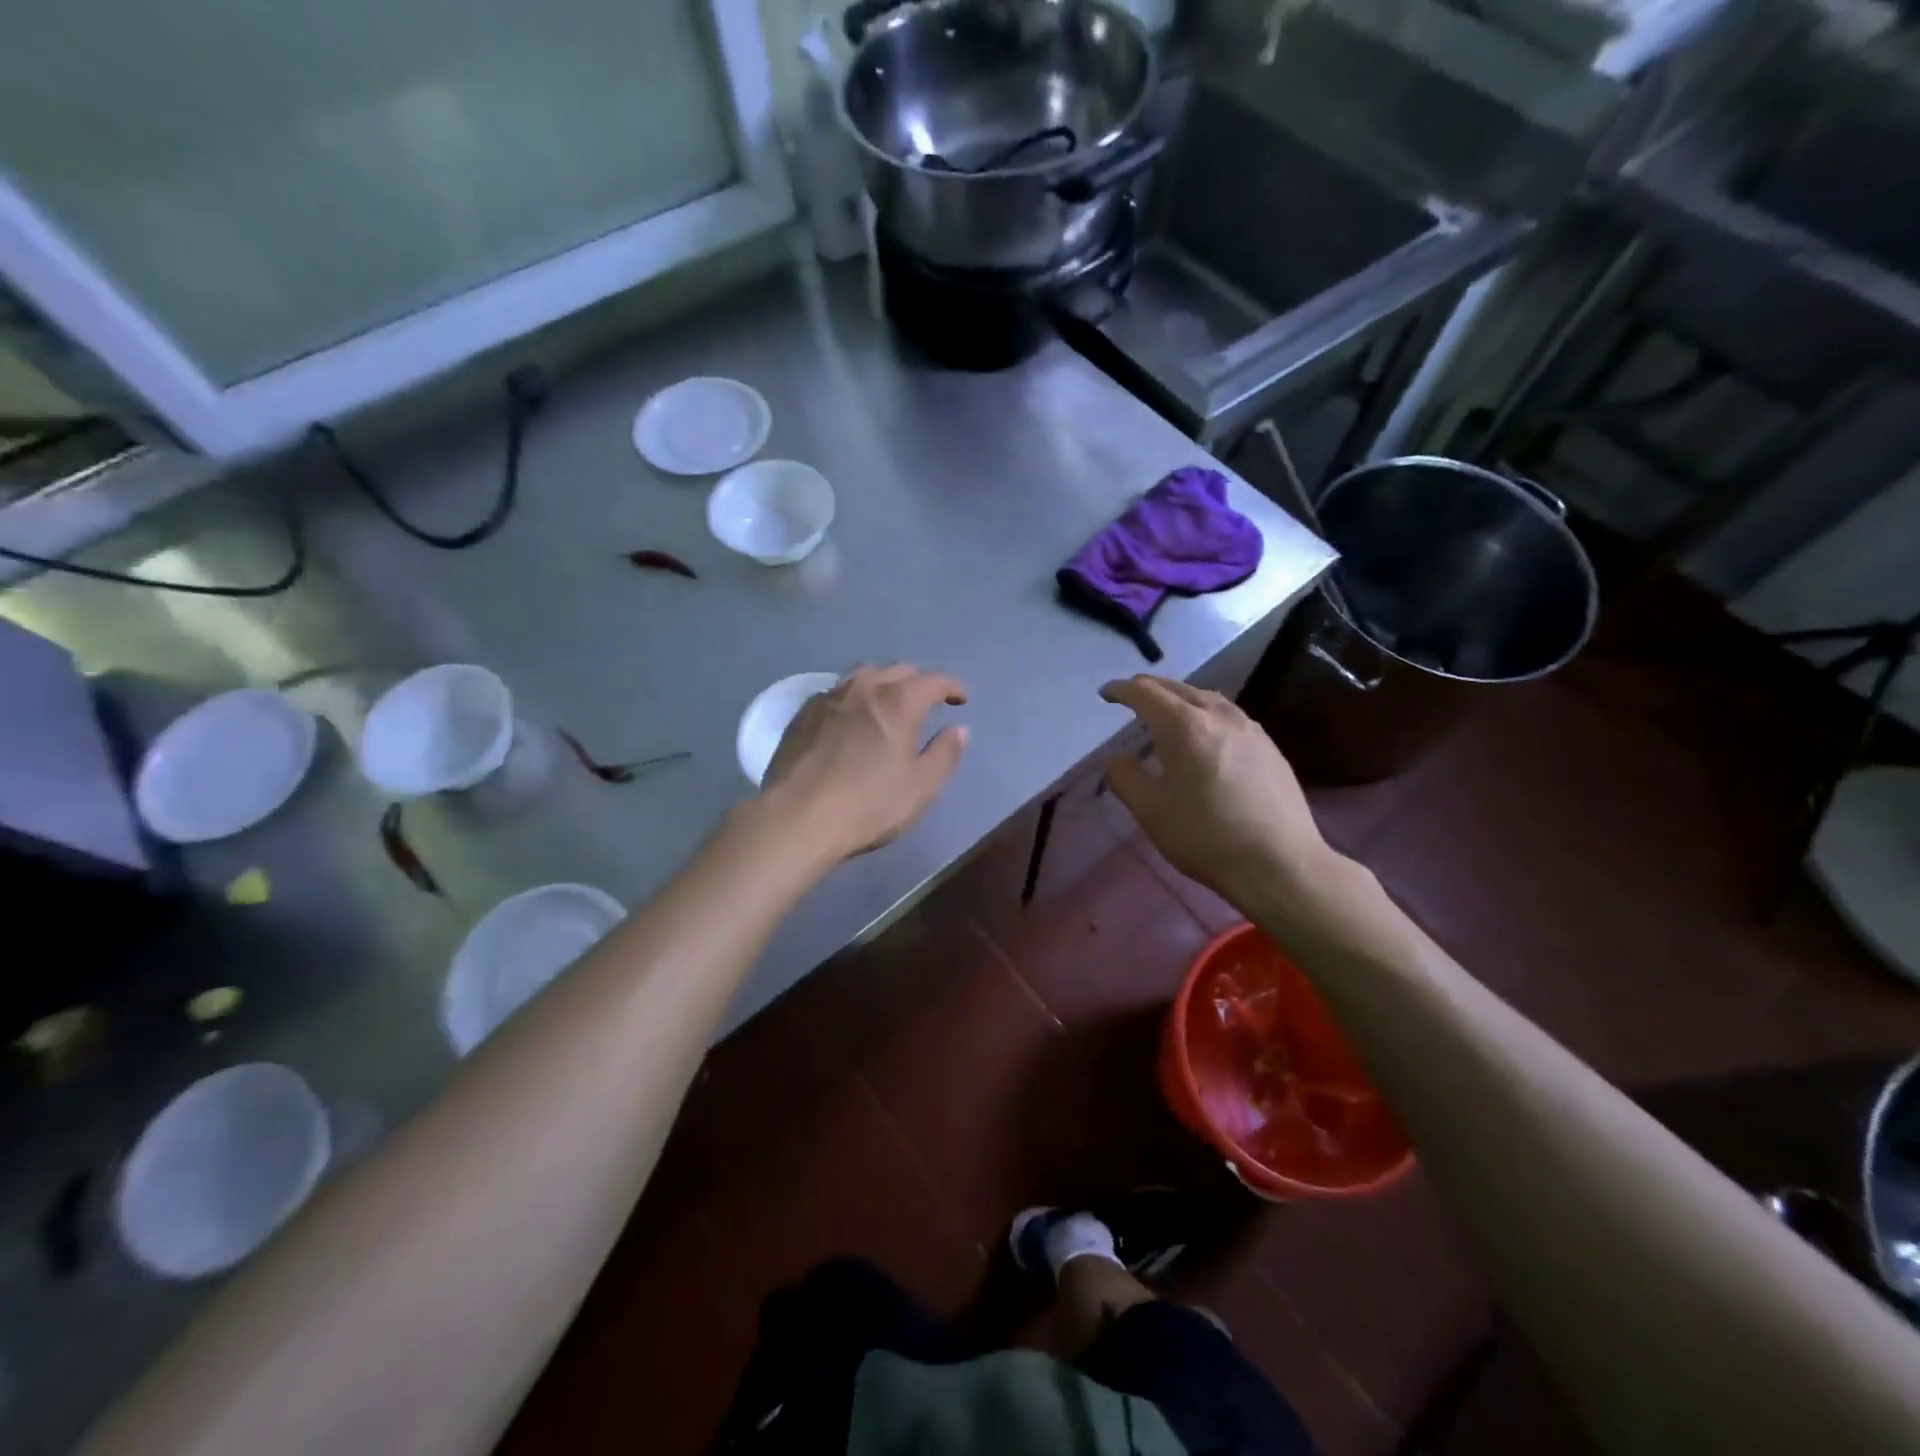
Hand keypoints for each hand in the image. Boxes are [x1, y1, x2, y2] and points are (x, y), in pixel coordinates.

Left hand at [761, 664, 968, 861]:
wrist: (797, 817)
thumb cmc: (868, 805)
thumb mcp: (920, 787)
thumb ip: (944, 754)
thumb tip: (959, 729)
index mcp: (899, 701)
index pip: (934, 680)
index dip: (952, 687)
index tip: (960, 700)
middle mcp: (864, 688)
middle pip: (898, 669)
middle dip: (917, 682)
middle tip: (925, 703)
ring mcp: (829, 697)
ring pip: (863, 675)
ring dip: (883, 683)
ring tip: (887, 703)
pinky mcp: (803, 713)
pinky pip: (836, 692)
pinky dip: (853, 697)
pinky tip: (850, 718)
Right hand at [1100, 675, 1338, 918]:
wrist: (1279, 863)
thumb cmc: (1205, 836)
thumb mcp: (1150, 811)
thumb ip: (1125, 778)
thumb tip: (1118, 759)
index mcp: (1184, 726)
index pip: (1146, 693)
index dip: (1122, 689)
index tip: (1106, 694)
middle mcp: (1219, 716)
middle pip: (1179, 688)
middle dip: (1151, 688)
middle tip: (1132, 695)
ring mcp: (1250, 729)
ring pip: (1208, 698)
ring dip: (1181, 698)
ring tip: (1168, 710)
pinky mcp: (1269, 747)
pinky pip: (1229, 716)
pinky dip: (1206, 713)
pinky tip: (1206, 735)